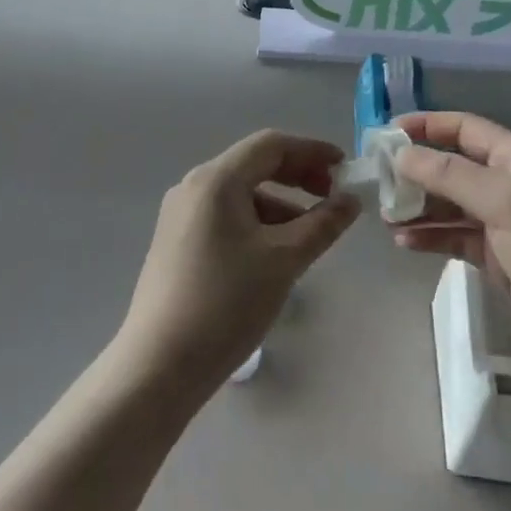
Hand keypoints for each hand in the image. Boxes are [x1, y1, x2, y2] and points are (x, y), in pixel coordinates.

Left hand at [119, 131, 360, 386]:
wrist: (160, 365)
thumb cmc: (227, 303)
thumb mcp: (284, 260)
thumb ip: (323, 223)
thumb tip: (350, 200)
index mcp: (216, 179)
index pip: (271, 145)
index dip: (312, 151)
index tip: (344, 169)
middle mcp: (193, 186)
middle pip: (254, 164)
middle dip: (297, 176)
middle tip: (332, 197)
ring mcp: (180, 214)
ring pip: (240, 193)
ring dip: (280, 203)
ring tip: (310, 234)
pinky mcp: (176, 241)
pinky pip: (225, 216)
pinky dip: (257, 222)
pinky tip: (275, 252)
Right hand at [391, 112, 510, 367]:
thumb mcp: (506, 202)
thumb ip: (451, 175)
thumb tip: (402, 155)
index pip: (464, 129)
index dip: (426, 127)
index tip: (386, 135)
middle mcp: (509, 184)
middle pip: (452, 166)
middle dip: (416, 171)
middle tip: (378, 182)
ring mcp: (503, 223)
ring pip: (449, 204)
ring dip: (418, 206)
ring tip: (385, 216)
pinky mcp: (497, 258)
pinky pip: (454, 237)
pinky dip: (430, 237)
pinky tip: (405, 243)